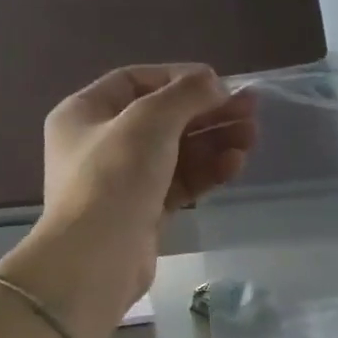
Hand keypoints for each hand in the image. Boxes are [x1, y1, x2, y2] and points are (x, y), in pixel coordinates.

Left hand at [33, 64, 256, 301]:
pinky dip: (207, 171)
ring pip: (176, 152)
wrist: (96, 260)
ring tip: (252, 137)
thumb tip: (214, 83)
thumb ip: (185, 94)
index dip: (179, 78)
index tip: (220, 84)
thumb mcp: (149, 121)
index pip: (136, 81)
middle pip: (163, 118)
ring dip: (214, 142)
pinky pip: (180, 182)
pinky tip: (236, 164)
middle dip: (207, 112)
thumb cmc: (113, 178)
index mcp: (85, 112)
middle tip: (251, 110)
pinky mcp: (144, 212)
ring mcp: (123, 180)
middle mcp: (101, 143)